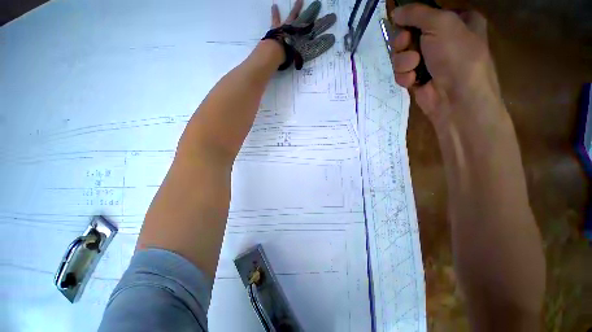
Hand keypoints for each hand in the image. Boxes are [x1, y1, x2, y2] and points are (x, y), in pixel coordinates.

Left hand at [268, 0, 335, 68]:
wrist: (278, 51)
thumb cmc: (292, 53)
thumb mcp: (306, 52)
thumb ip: (316, 46)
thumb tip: (331, 39)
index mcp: (305, 35)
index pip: (317, 28)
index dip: (324, 25)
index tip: (332, 20)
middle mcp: (297, 28)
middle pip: (306, 18)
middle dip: (312, 12)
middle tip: (318, 4)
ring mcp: (287, 26)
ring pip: (293, 15)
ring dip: (297, 8)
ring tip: (300, 0)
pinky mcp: (277, 27)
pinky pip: (276, 18)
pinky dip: (275, 13)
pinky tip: (274, 6)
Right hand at [391, 4, 506, 131]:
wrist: (456, 98)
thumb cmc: (457, 56)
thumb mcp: (441, 23)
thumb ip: (416, 13)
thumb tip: (394, 12)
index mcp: (455, 21)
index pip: (423, 14)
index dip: (410, 19)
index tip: (402, 23)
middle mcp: (441, 39)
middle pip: (407, 35)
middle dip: (403, 42)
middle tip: (407, 44)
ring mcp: (428, 60)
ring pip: (401, 55)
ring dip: (403, 61)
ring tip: (414, 67)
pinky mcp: (417, 78)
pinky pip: (401, 72)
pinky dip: (404, 76)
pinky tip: (413, 81)